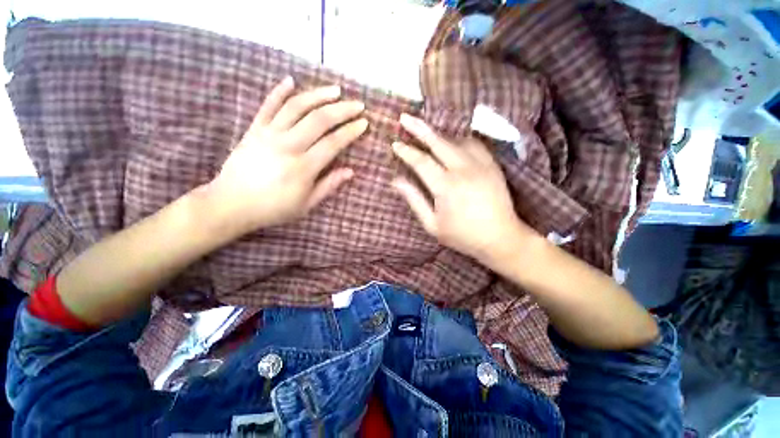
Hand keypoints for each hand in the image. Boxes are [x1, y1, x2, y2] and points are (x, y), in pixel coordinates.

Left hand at [205, 77, 366, 235]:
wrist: (231, 204)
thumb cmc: (273, 208)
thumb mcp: (306, 204)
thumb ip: (329, 185)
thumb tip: (351, 171)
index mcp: (304, 167)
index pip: (333, 143)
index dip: (351, 131)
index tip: (364, 123)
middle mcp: (288, 146)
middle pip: (319, 120)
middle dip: (342, 110)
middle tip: (358, 104)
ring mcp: (269, 134)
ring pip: (296, 107)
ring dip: (318, 95)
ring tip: (336, 90)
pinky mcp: (254, 129)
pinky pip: (268, 105)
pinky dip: (279, 91)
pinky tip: (291, 80)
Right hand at [392, 114, 534, 263]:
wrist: (501, 238)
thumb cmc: (462, 235)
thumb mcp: (432, 224)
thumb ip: (414, 200)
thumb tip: (396, 180)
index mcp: (446, 187)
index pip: (421, 161)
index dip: (406, 151)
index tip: (395, 144)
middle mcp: (463, 170)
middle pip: (438, 142)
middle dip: (419, 128)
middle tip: (405, 117)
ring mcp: (481, 164)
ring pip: (456, 140)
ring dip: (439, 135)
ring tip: (426, 133)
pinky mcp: (493, 165)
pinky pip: (473, 143)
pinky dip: (459, 140)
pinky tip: (452, 143)